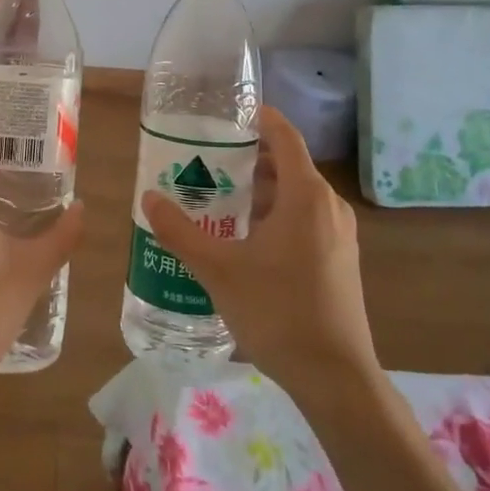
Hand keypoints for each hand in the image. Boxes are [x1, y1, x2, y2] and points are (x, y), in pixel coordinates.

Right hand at [141, 106, 375, 392]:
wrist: (335, 377)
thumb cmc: (277, 312)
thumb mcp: (218, 270)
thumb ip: (179, 232)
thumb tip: (149, 198)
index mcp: (306, 196)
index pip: (286, 137)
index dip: (262, 119)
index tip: (232, 113)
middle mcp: (329, 207)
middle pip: (289, 165)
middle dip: (251, 159)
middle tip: (209, 160)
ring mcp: (340, 235)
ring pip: (298, 196)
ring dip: (263, 190)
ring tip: (220, 199)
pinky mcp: (340, 260)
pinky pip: (307, 219)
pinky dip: (278, 214)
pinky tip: (247, 240)